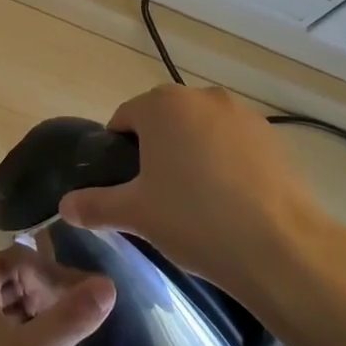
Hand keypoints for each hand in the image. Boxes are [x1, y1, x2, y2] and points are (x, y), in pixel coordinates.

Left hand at [0, 248, 114, 345]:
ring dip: (31, 313)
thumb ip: (70, 319)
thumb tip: (107, 286)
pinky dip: (17, 335)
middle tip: (72, 314)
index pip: (15, 257)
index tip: (75, 292)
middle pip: (7, 279)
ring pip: (0, 308)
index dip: (47, 267)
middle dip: (41, 289)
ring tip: (60, 335)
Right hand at [59, 85, 337, 306]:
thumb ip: (94, 205)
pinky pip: (233, 145)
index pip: (124, 119)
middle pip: (164, 121)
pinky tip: (230, 202)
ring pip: (201, 131)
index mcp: (162, 105)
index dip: (118, 153)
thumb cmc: (195, 221)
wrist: (281, 248)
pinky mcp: (273, 138)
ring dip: (191, 155)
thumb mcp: (134, 214)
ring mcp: (242, 115)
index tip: (126, 188)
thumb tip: (64, 206)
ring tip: (197, 202)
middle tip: (157, 197)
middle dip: (156, 152)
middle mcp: (202, 97)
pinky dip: (225, 163)